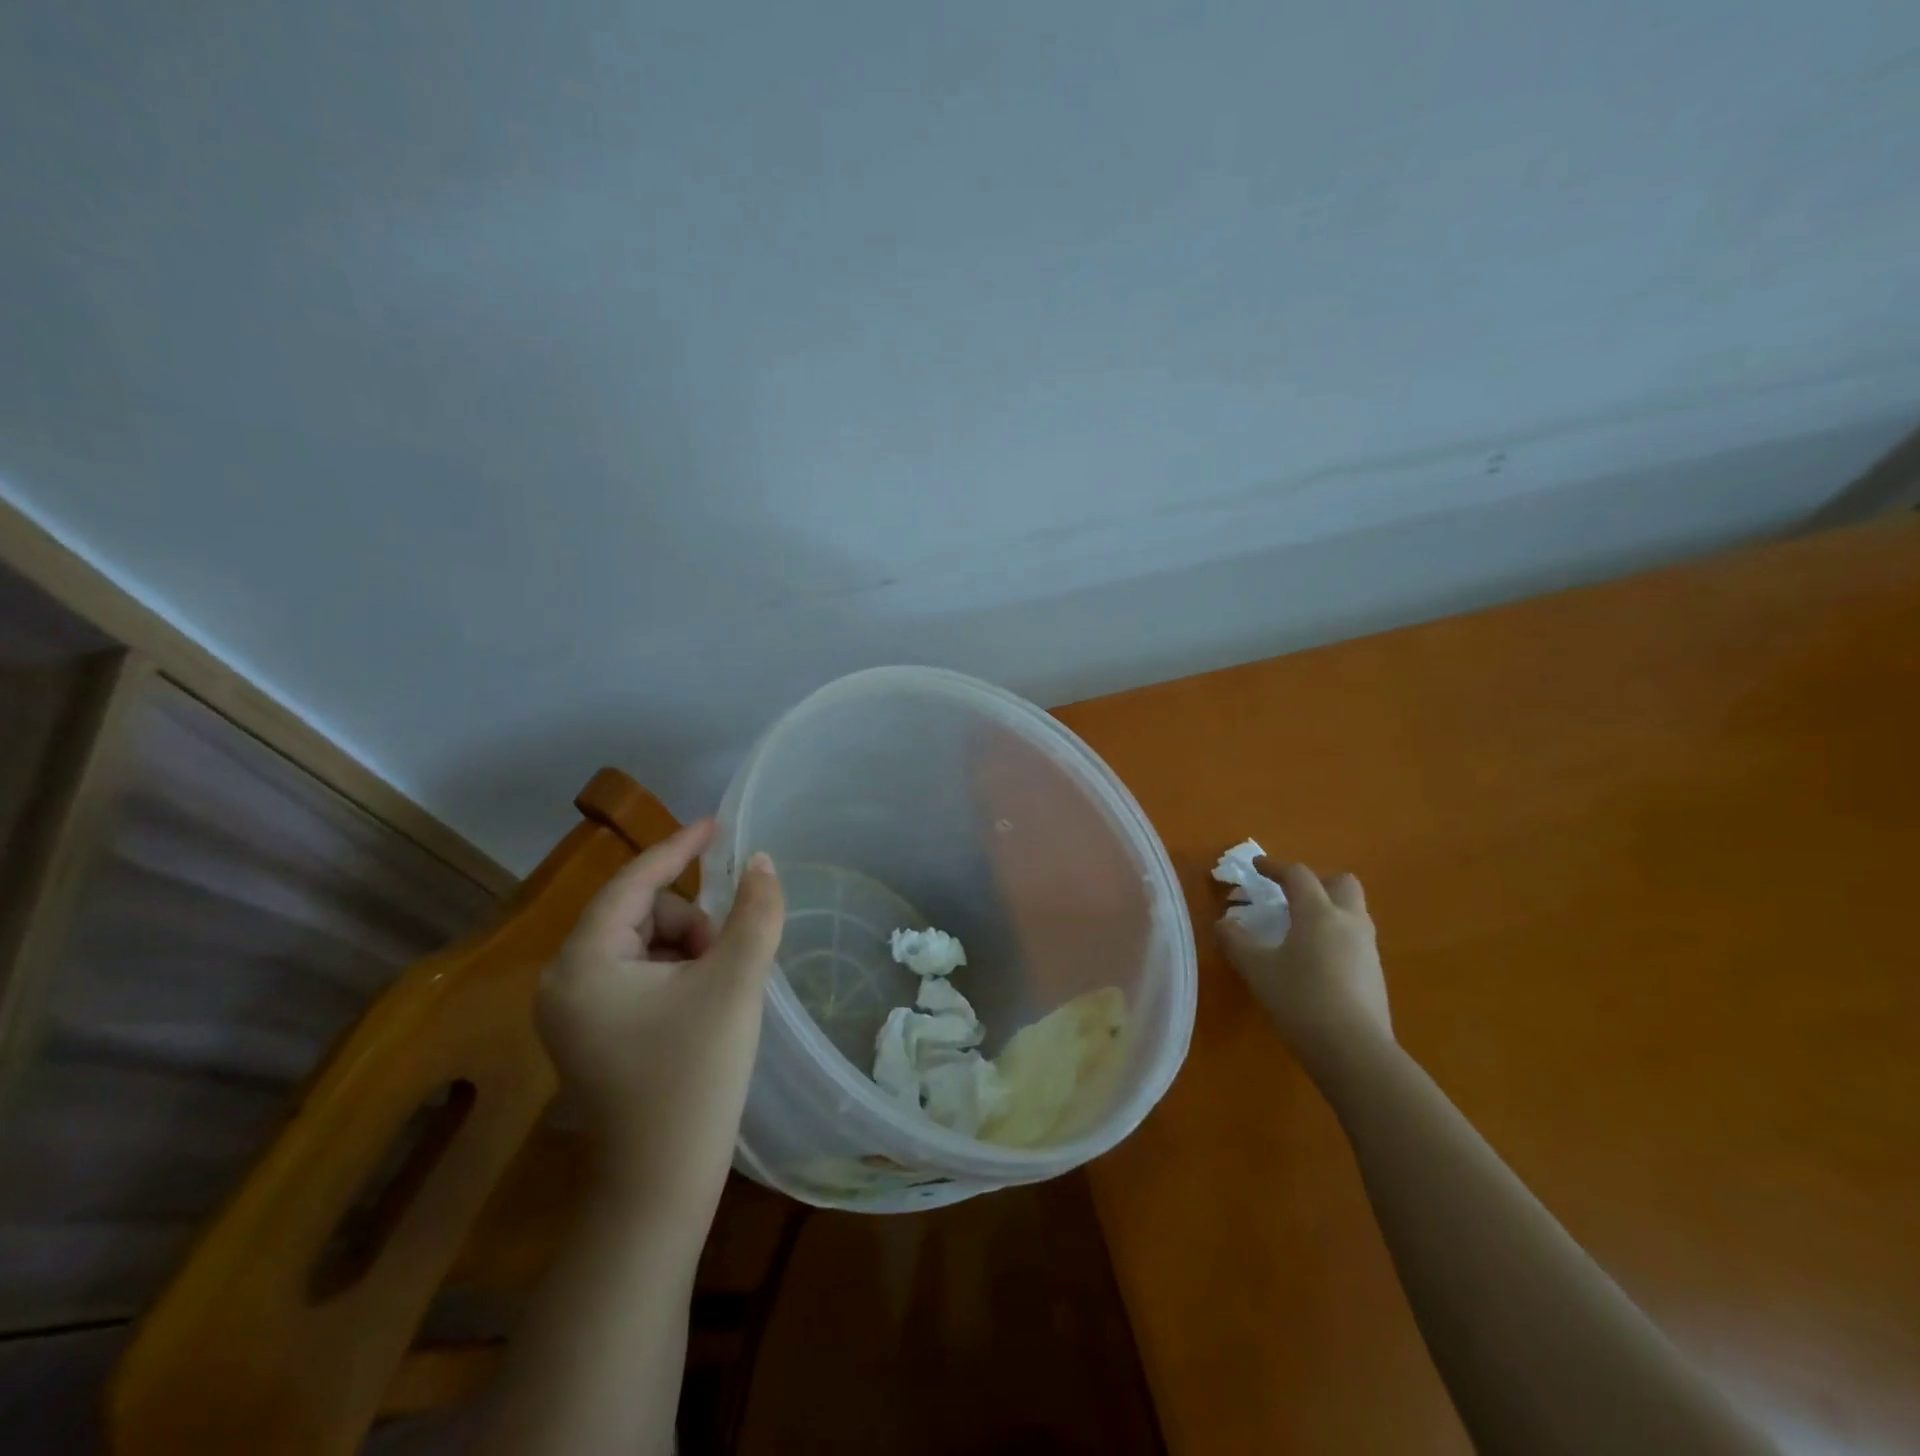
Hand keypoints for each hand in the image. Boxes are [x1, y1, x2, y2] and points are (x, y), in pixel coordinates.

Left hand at [537, 818, 783, 1226]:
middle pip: (641, 913)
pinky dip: (676, 975)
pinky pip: (638, 975)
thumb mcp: (734, 984)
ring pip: (644, 944)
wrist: (660, 1190)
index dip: (679, 848)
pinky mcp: (591, 1035)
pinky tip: (701, 1010)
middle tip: (726, 964)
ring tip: (716, 993)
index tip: (717, 825)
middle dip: (691, 925)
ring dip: (688, 951)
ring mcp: (574, 1012)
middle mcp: (563, 981)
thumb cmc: (694, 1079)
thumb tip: (762, 862)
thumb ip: (754, 913)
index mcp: (583, 963)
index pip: (633, 882)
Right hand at [1218, 858, 1392, 1074]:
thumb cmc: (1300, 999)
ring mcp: (1368, 948)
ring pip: (1352, 912)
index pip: (1298, 875)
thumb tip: (1224, 923)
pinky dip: (1336, 936)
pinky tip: (1315, 960)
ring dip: (1328, 909)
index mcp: (1318, 912)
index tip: (1257, 867)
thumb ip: (1236, 941)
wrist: (1354, 1051)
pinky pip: (1355, 939)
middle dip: (1316, 881)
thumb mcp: (1257, 969)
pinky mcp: (1375, 974)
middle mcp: (1349, 922)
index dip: (1275, 867)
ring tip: (1300, 928)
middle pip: (1341, 883)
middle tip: (1291, 894)